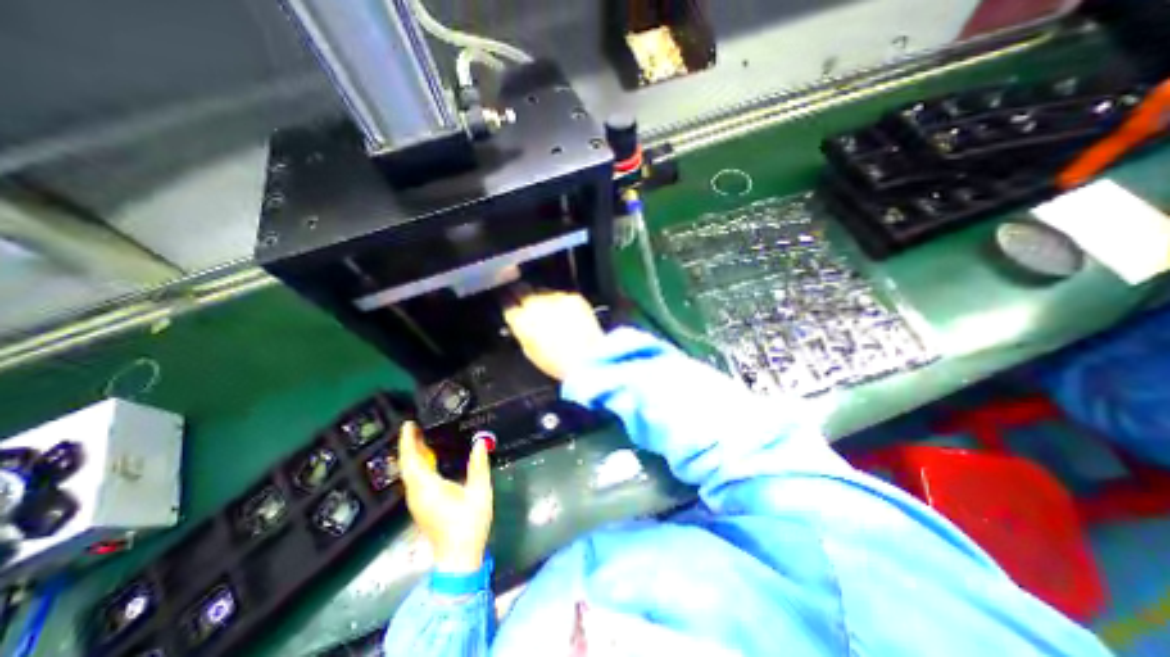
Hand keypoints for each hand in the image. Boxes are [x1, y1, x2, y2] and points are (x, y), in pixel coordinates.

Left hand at [401, 422, 488, 572]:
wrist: (458, 557)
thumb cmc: (468, 524)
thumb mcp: (479, 491)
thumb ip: (479, 465)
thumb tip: (480, 441)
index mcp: (427, 487)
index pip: (411, 460)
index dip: (408, 441)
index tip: (408, 424)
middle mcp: (416, 494)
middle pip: (407, 465)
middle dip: (409, 445)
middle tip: (416, 427)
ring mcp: (417, 502)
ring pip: (409, 474)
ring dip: (413, 455)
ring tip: (423, 439)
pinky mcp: (421, 507)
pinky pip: (414, 480)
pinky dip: (418, 466)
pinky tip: (430, 461)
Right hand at [504, 291, 602, 380]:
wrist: (588, 358)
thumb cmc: (557, 363)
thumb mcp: (530, 351)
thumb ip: (522, 331)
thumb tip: (521, 322)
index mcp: (521, 320)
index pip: (507, 302)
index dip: (508, 302)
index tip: (510, 302)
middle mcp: (535, 304)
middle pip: (522, 289)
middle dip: (522, 293)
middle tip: (527, 301)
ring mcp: (556, 297)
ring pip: (543, 291)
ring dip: (545, 299)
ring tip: (552, 312)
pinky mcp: (573, 296)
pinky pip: (563, 295)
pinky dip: (563, 302)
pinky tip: (568, 314)